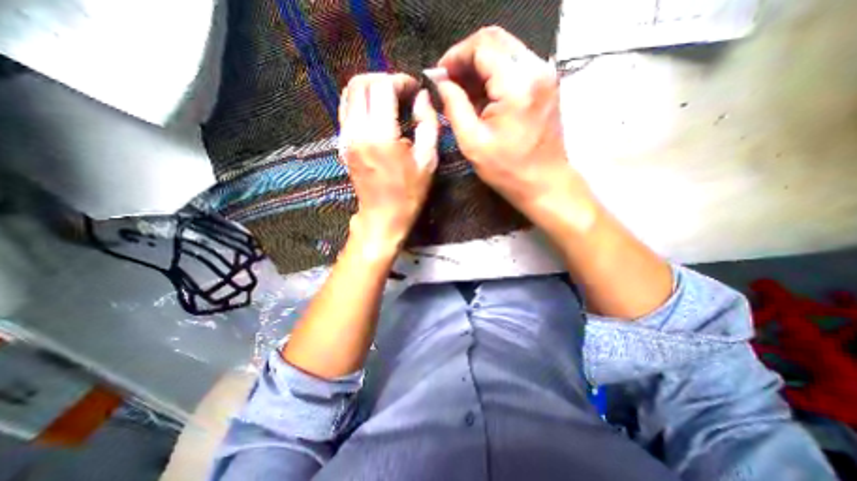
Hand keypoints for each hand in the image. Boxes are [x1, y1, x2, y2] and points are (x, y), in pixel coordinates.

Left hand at [338, 73, 437, 252]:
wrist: (382, 217)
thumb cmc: (408, 194)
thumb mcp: (427, 161)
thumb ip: (428, 124)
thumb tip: (422, 98)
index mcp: (381, 136)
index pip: (383, 86)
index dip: (401, 81)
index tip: (414, 91)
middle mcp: (357, 131)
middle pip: (361, 83)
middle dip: (384, 80)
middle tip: (402, 93)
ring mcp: (346, 137)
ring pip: (349, 93)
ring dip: (370, 89)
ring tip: (390, 101)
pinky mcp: (343, 144)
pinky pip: (346, 110)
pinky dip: (361, 102)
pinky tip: (377, 114)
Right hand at [436, 27, 582, 217]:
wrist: (544, 182)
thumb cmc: (507, 170)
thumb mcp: (472, 142)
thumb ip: (454, 106)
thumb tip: (440, 81)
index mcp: (517, 84)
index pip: (481, 47)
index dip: (455, 56)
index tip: (439, 75)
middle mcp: (536, 69)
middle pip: (494, 40)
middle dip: (466, 57)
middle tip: (448, 81)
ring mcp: (544, 75)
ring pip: (504, 50)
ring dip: (479, 66)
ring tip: (461, 91)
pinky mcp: (545, 84)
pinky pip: (514, 65)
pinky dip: (494, 75)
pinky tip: (481, 96)